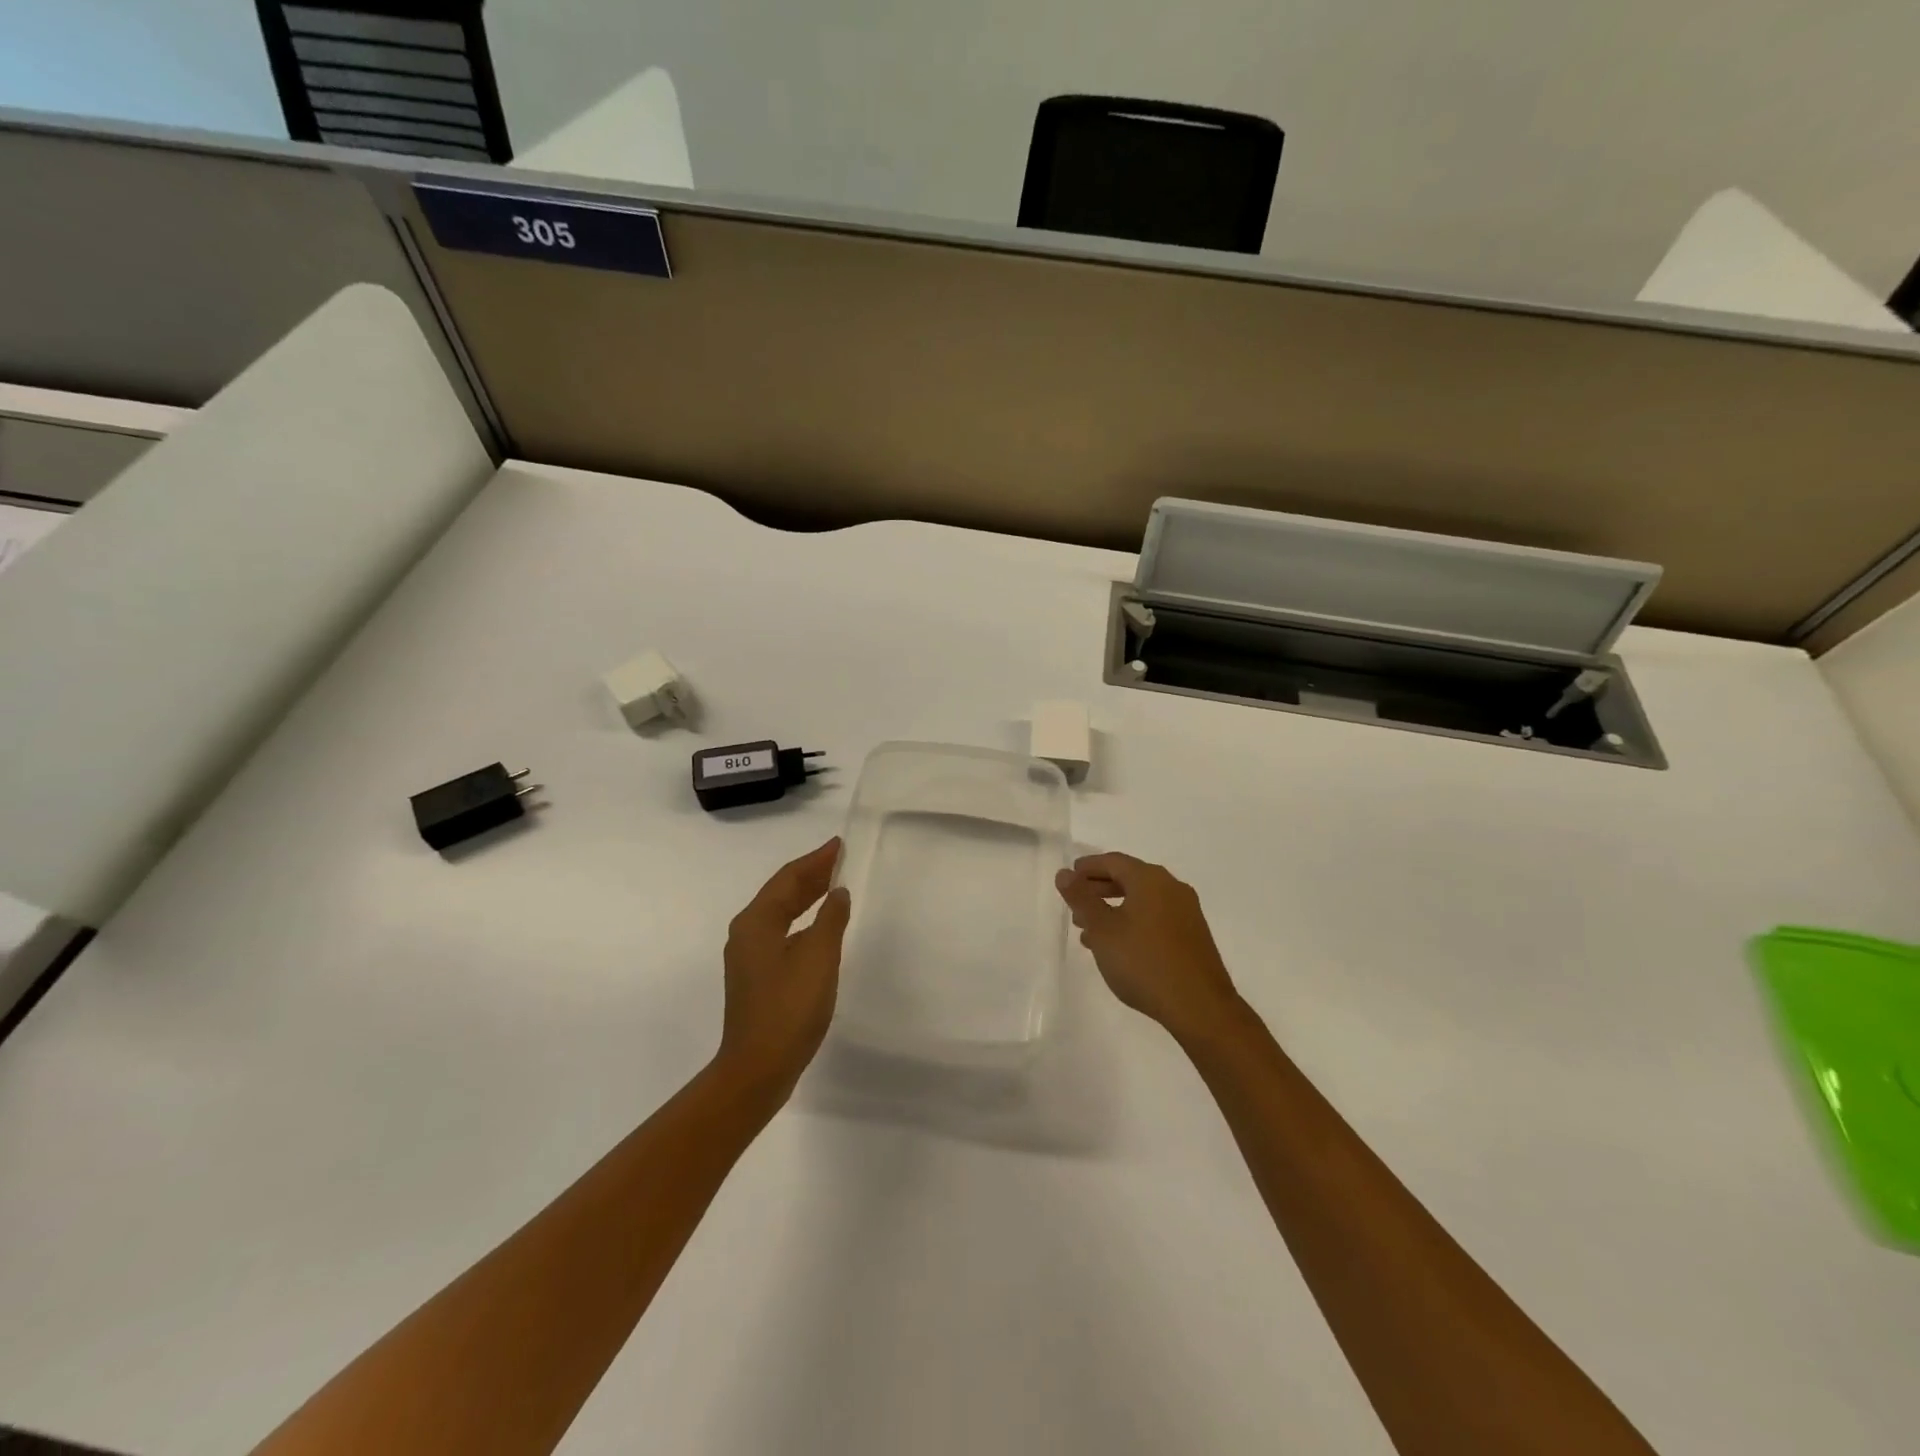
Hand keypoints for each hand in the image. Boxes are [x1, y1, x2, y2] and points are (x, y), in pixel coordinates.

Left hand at [719, 839, 851, 1099]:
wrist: (758, 1069)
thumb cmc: (789, 1008)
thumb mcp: (819, 958)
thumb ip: (831, 919)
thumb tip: (838, 893)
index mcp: (756, 922)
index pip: (788, 878)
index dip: (816, 860)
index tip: (839, 845)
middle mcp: (747, 933)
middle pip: (781, 893)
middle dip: (811, 875)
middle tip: (840, 859)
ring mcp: (749, 956)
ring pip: (781, 913)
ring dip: (807, 897)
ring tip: (835, 885)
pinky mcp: (757, 977)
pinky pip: (783, 933)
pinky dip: (803, 921)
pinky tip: (821, 928)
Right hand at [1056, 852, 1240, 1041]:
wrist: (1199, 1006)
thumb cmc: (1144, 961)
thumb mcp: (1102, 929)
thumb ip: (1081, 898)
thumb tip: (1064, 874)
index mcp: (1150, 879)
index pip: (1113, 861)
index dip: (1088, 867)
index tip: (1068, 877)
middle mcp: (1172, 888)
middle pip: (1129, 878)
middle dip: (1099, 889)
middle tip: (1075, 904)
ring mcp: (1186, 913)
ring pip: (1142, 901)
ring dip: (1114, 909)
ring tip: (1089, 931)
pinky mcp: (1193, 936)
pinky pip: (1155, 918)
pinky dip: (1132, 923)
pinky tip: (1118, 948)